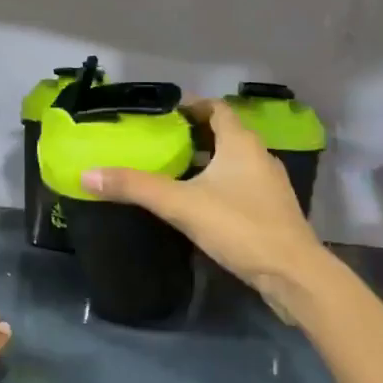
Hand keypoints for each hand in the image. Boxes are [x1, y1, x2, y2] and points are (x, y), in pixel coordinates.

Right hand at [82, 99, 319, 303]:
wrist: (294, 275)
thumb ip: (135, 187)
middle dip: (194, 136)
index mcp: (241, 143)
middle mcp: (259, 156)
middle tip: (161, 144)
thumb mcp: (181, 205)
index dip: (191, 106)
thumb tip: (87, 174)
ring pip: (234, 161)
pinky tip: (199, 204)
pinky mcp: (273, 210)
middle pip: (225, 134)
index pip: (217, 108)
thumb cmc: (240, 227)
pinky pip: (241, 185)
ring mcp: (269, 185)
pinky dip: (219, 184)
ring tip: (175, 172)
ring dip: (207, 161)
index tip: (164, 116)